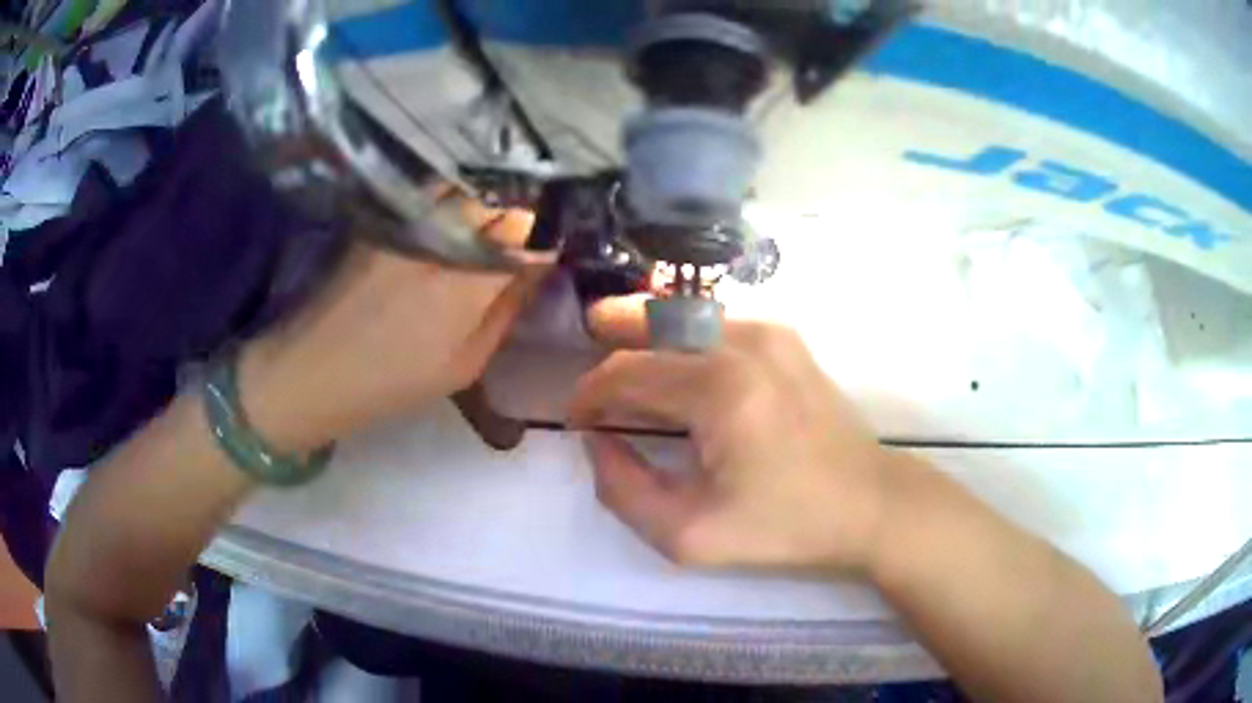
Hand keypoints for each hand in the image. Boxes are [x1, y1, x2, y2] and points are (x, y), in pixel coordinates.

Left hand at [239, 189, 544, 452]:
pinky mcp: (388, 210)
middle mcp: (444, 232)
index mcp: (469, 277)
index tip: (568, 240)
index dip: (557, 232)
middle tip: (542, 224)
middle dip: (531, 209)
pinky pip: (441, 188)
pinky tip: (467, 210)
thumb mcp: (465, 365)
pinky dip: (464, 192)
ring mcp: (412, 215)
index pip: (536, 231)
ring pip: (476, 185)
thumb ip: (508, 309)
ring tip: (509, 213)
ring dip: (498, 195)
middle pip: (507, 198)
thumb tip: (541, 266)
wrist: (312, 366)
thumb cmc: (392, 380)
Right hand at [571, 301, 894, 573]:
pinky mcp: (787, 339)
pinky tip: (678, 367)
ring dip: (646, 339)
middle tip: (590, 374)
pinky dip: (684, 339)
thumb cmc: (785, 526)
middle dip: (610, 349)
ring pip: (683, 320)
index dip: (589, 393)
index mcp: (719, 389)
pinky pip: (716, 325)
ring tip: (623, 364)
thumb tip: (598, 443)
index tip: (578, 420)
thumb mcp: (689, 535)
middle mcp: (743, 343)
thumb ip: (624, 491)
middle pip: (651, 332)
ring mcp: (770, 332)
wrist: (869, 503)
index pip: (626, 372)